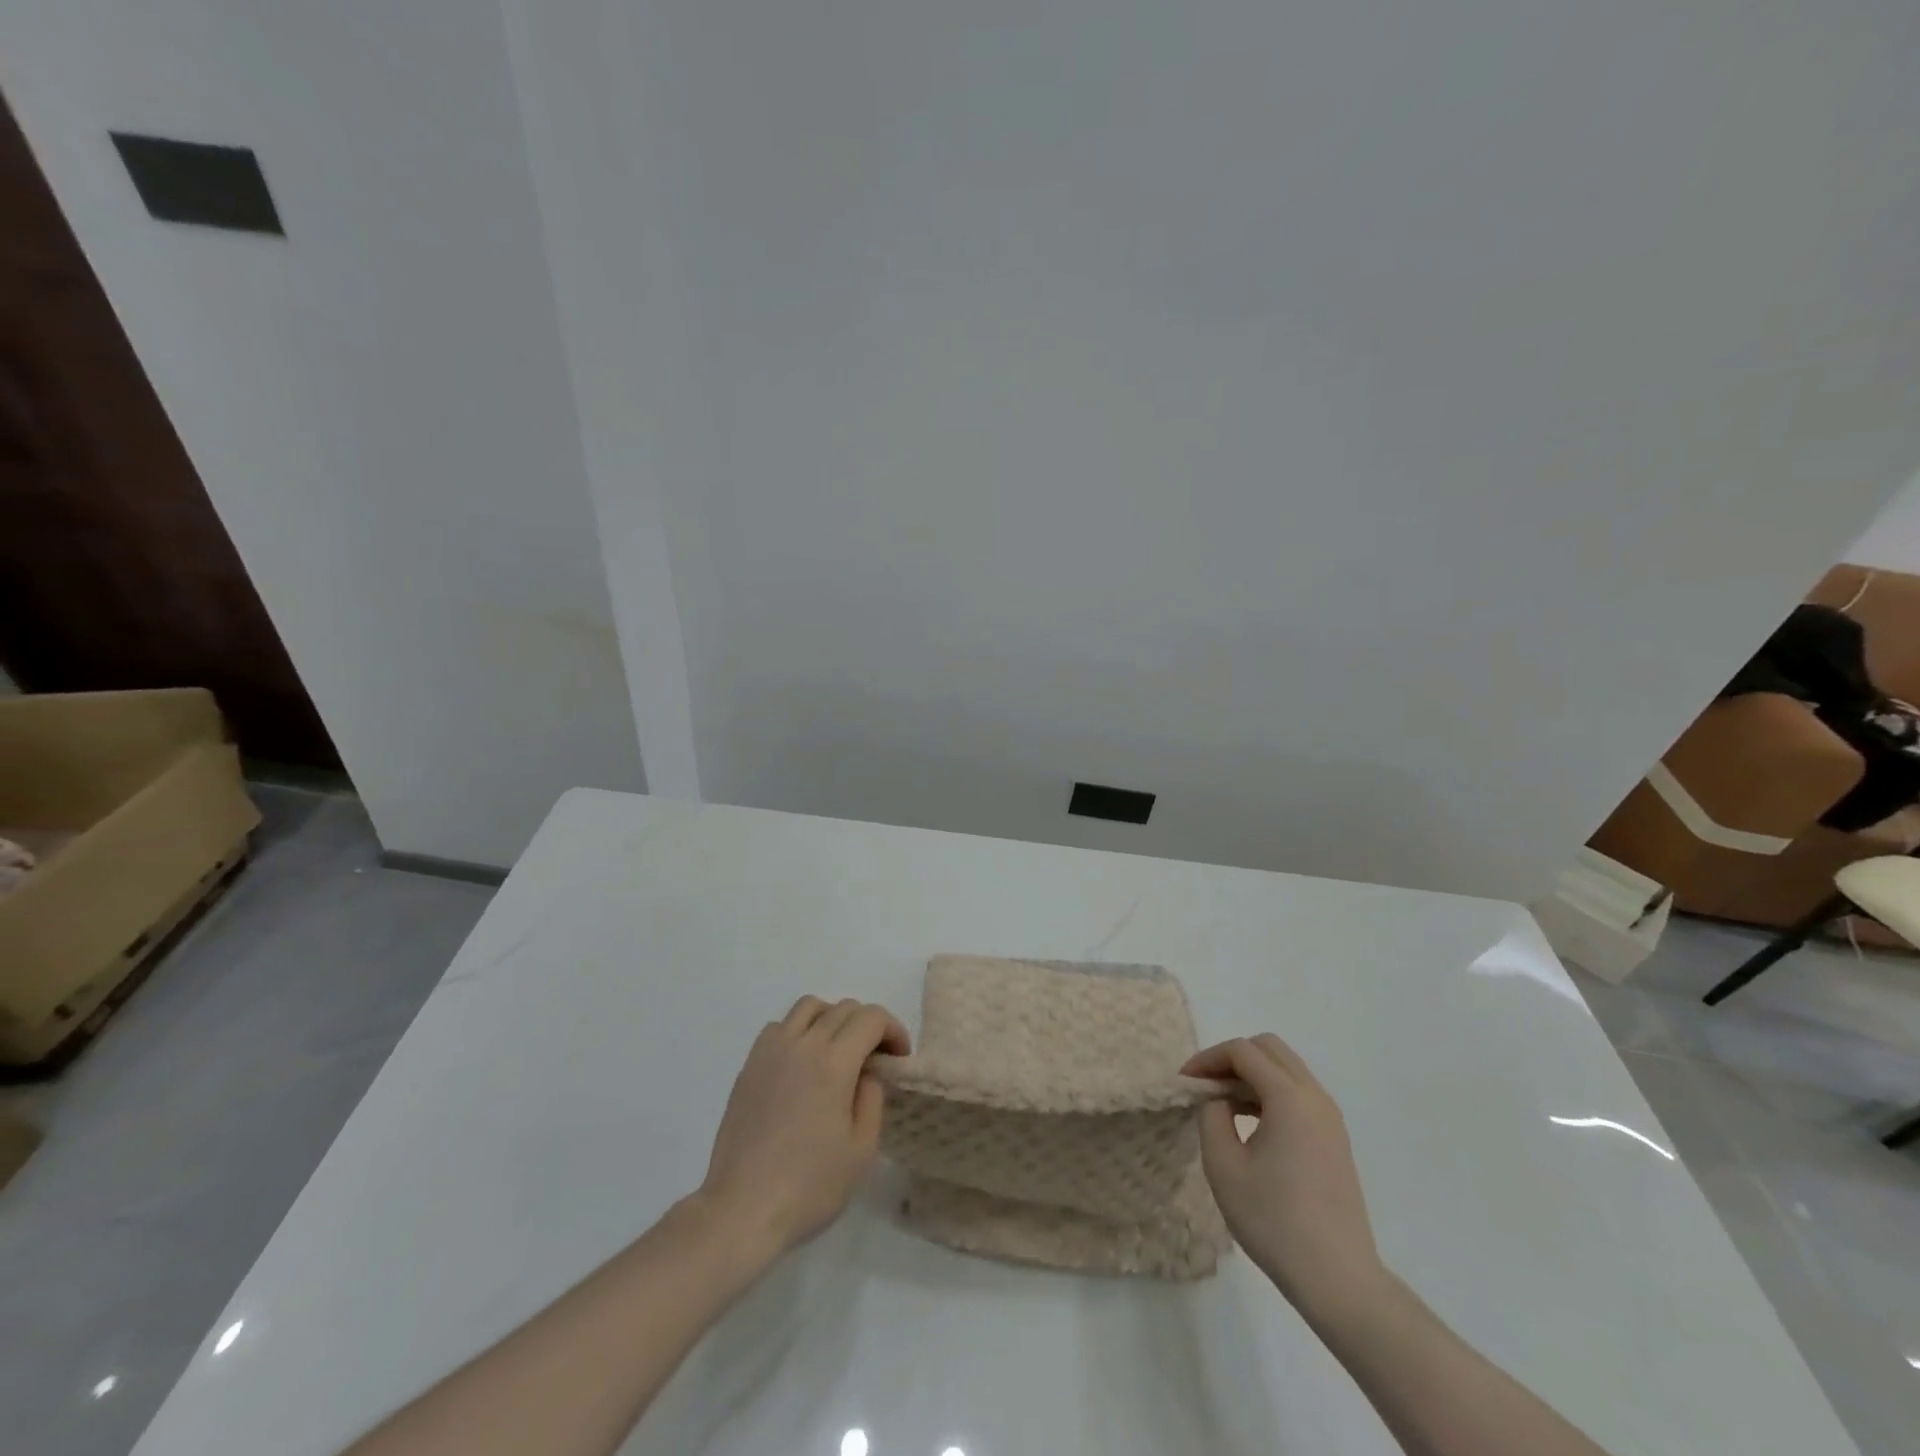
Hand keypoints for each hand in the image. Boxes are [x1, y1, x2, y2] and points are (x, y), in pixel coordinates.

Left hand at [698, 995, 909, 1257]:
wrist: (742, 1210)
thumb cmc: (809, 1187)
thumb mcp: (861, 1150)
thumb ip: (872, 1098)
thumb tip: (866, 1073)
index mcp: (833, 1063)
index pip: (871, 1018)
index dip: (893, 1030)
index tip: (898, 1058)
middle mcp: (802, 1045)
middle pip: (843, 1008)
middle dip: (868, 1025)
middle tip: (875, 1059)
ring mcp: (771, 1051)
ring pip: (809, 1007)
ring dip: (832, 1019)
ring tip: (838, 1051)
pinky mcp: (749, 1065)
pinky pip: (780, 1026)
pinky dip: (799, 1031)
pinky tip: (802, 1064)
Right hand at [1183, 1034, 1387, 1319]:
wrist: (1338, 1279)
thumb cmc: (1274, 1220)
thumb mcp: (1223, 1164)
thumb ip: (1212, 1115)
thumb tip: (1218, 1099)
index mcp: (1289, 1097)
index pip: (1242, 1051)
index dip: (1207, 1059)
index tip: (1185, 1083)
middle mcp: (1315, 1097)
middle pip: (1269, 1048)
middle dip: (1231, 1058)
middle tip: (1206, 1087)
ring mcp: (1330, 1118)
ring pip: (1286, 1069)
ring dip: (1252, 1075)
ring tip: (1223, 1106)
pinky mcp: (1335, 1139)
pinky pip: (1298, 1094)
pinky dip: (1270, 1093)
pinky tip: (1251, 1125)